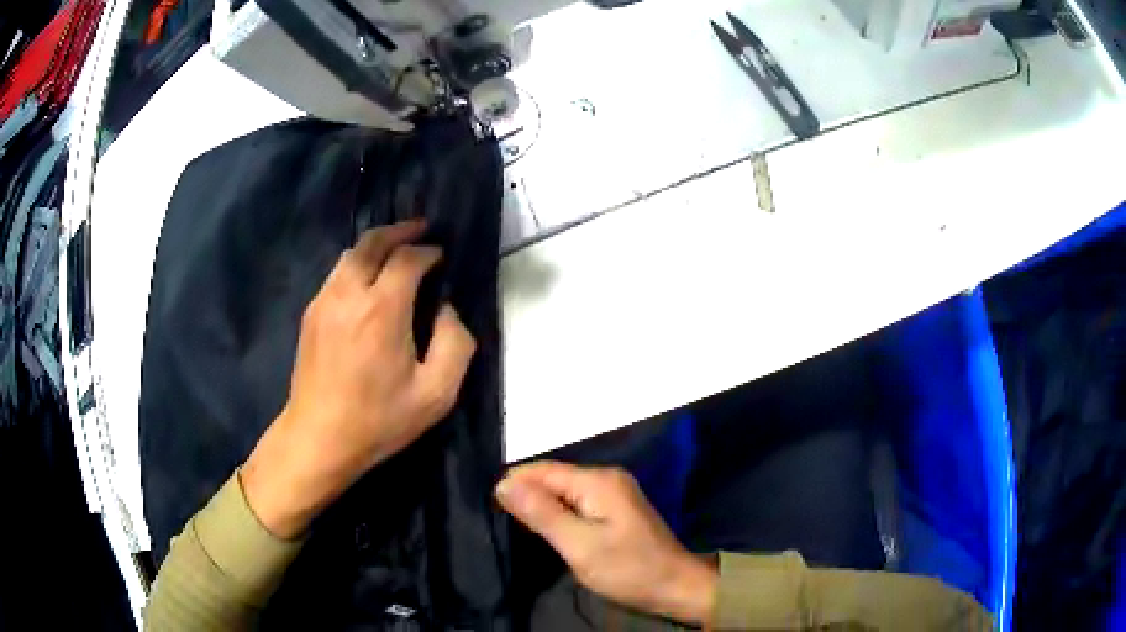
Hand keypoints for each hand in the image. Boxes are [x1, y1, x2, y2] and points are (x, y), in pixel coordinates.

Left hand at [242, 220, 476, 538]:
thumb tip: (447, 310)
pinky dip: (357, 264)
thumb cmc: (379, 420)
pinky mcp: (311, 314)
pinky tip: (367, 281)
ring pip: (350, 255)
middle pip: (372, 242)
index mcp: (382, 310)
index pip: (407, 258)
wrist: (319, 438)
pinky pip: (336, 274)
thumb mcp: (436, 394)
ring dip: (376, 245)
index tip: (441, 256)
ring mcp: (324, 301)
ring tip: (395, 250)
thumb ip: (456, 344)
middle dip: (399, 231)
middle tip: (420, 229)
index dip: (427, 251)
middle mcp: (349, 293)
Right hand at [496, 461, 717, 625]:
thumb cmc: (628, 569)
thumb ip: (541, 513)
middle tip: (499, 519)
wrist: (675, 585)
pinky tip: (546, 528)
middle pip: (553, 478)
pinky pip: (576, 502)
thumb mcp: (579, 545)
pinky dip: (558, 513)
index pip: (543, 470)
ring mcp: (614, 492)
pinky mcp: (616, 508)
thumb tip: (503, 483)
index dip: (514, 483)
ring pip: (563, 491)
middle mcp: (606, 477)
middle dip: (526, 494)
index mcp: (598, 481)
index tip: (489, 506)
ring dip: (541, 505)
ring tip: (516, 525)